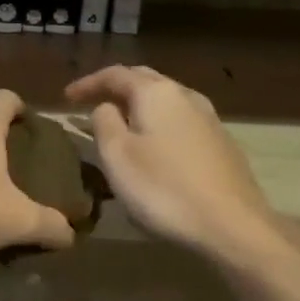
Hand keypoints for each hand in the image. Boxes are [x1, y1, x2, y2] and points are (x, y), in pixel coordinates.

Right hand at [65, 65, 286, 261]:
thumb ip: (104, 122)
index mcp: (156, 93)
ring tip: (120, 122)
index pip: (115, 74)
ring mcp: (209, 119)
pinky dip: (158, 122)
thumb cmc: (164, 189)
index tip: (66, 98)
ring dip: (139, 105)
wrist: (233, 226)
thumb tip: (106, 108)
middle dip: (115, 88)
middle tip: (91, 102)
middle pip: (144, 80)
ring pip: (166, 99)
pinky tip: (154, 144)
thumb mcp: (117, 155)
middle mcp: (185, 96)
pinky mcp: (222, 143)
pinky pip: (180, 120)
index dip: (88, 83)